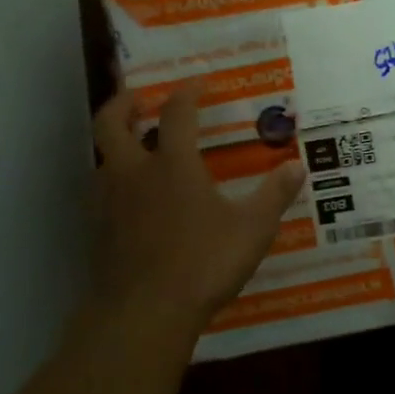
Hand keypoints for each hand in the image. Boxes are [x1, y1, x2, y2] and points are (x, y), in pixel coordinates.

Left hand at [92, 84, 306, 331]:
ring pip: (101, 157)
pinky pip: (101, 192)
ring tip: (135, 146)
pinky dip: (114, 180)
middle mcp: (134, 173)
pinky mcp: (97, 230)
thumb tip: (297, 166)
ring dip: (115, 143)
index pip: (177, 113)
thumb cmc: (203, 263)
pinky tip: (131, 198)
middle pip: (111, 123)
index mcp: (173, 164)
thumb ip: (274, 195)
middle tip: (137, 97)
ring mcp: (109, 202)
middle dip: (122, 103)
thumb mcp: (253, 229)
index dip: (187, 91)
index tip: (198, 81)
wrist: (144, 312)